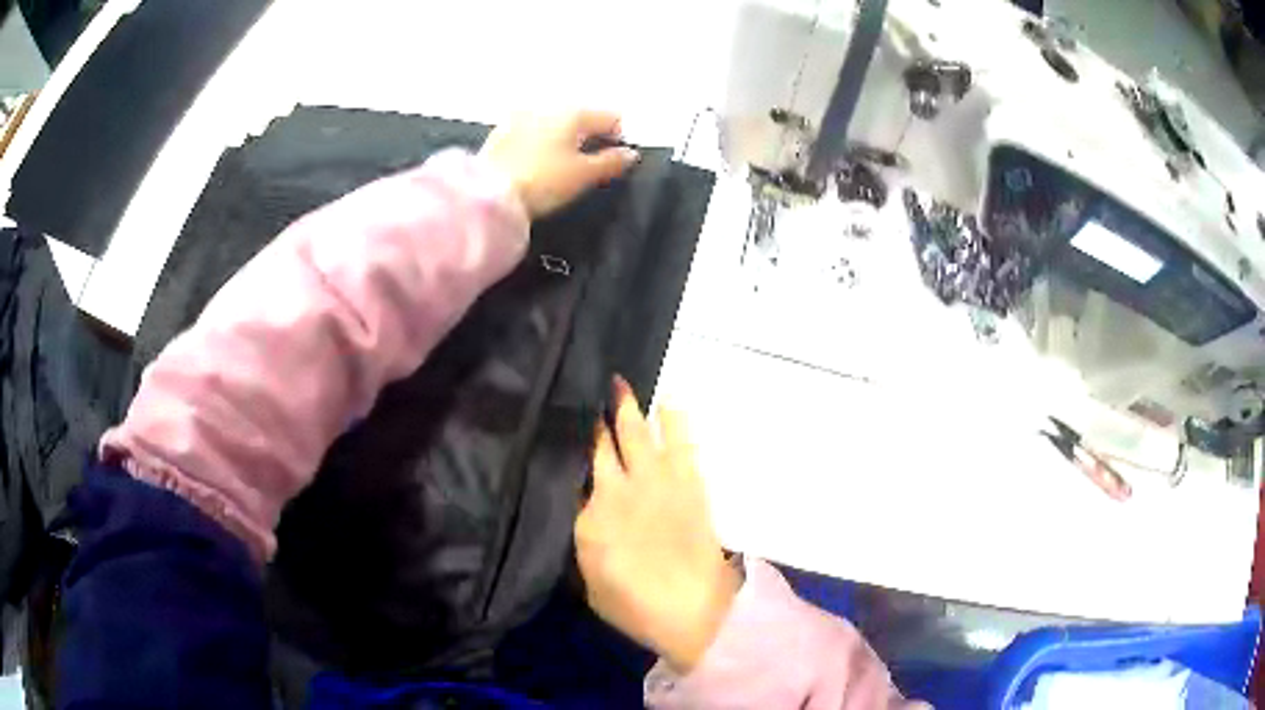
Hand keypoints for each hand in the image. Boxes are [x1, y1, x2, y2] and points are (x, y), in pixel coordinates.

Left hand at [480, 111, 639, 217]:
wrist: (487, 194)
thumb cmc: (541, 182)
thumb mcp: (582, 175)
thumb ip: (611, 162)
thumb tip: (630, 154)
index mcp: (573, 112)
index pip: (610, 117)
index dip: (619, 138)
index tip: (615, 161)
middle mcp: (547, 105)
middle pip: (582, 116)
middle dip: (590, 135)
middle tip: (590, 163)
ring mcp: (521, 115)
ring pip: (555, 122)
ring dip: (565, 137)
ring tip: (564, 164)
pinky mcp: (501, 131)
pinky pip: (533, 130)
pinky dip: (542, 141)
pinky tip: (538, 162)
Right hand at [575, 377, 740, 672]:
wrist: (692, 611)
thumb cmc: (634, 606)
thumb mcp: (591, 579)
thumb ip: (586, 537)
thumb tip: (585, 506)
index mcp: (593, 515)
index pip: (581, 468)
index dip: (578, 442)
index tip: (571, 422)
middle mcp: (623, 489)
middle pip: (609, 443)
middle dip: (604, 413)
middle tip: (598, 387)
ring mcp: (660, 483)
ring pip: (643, 435)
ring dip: (633, 408)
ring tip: (623, 384)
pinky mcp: (691, 486)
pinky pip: (682, 445)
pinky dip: (675, 422)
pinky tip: (669, 404)